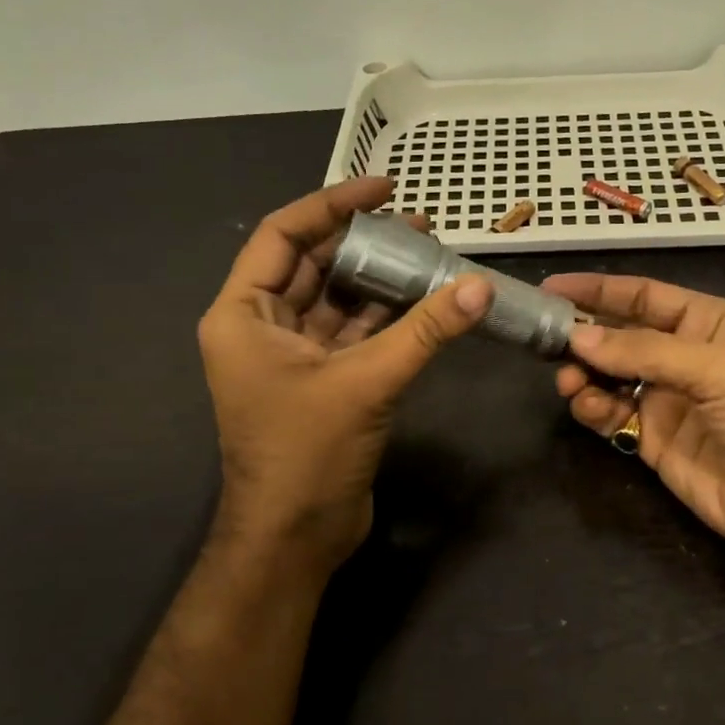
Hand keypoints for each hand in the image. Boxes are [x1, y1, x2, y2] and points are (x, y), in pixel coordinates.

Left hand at [198, 177, 491, 572]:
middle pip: (312, 264)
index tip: (383, 187)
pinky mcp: (322, 382)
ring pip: (337, 300)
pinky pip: (354, 333)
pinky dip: (386, 317)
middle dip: (363, 241)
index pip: (282, 236)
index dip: (331, 205)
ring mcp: (292, 356)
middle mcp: (261, 328)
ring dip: (379, 280)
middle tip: (419, 224)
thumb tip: (480, 288)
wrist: (295, 537)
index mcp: (243, 314)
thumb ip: (424, 331)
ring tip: (429, 255)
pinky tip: (425, 302)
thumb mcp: (366, 383)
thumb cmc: (308, 452)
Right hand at [543, 274, 724, 570]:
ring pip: (609, 375)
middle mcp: (683, 356)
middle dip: (583, 335)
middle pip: (619, 335)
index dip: (597, 290)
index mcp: (707, 324)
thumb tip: (578, 338)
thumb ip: (645, 352)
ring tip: (569, 381)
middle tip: (546, 341)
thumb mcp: (717, 371)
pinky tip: (588, 407)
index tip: (551, 288)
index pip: (643, 296)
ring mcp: (667, 400)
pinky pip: (612, 414)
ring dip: (583, 374)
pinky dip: (593, 408)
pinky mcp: (654, 440)